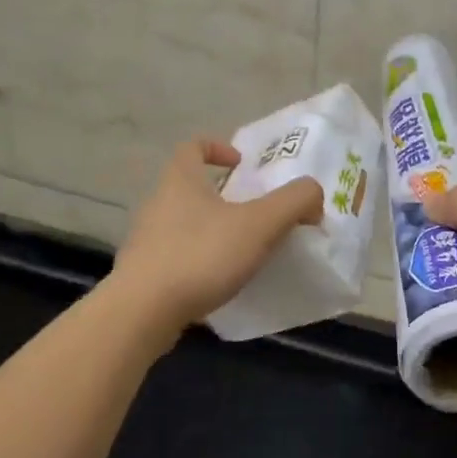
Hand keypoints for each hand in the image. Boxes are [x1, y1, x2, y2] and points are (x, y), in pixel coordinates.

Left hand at [109, 137, 323, 335]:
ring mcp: (146, 239)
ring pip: (183, 223)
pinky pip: (176, 256)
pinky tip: (218, 281)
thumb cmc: (202, 255)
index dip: (217, 148)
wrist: (143, 311)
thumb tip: (313, 195)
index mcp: (180, 180)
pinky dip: (198, 260)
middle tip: (254, 213)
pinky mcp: (143, 272)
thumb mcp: (260, 224)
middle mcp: (158, 203)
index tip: (241, 164)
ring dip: (211, 230)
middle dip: (221, 195)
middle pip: (189, 187)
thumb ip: (294, 201)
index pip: (192, 147)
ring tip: (241, 250)